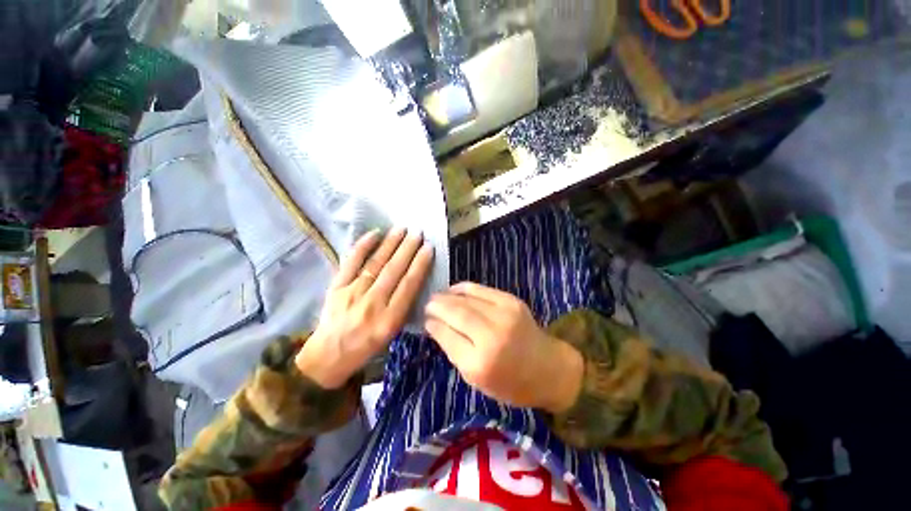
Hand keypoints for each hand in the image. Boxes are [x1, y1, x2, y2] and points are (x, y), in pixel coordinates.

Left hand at [296, 228, 433, 388]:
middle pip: (393, 270)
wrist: (329, 355)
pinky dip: (363, 247)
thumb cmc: (367, 346)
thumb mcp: (393, 332)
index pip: (409, 285)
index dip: (420, 264)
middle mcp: (372, 303)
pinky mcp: (336, 287)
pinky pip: (351, 262)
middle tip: (417, 233)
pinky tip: (374, 234)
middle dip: (408, 249)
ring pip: (375, 263)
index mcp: (389, 319)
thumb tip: (415, 277)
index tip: (428, 248)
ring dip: (390, 244)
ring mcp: (352, 293)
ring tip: (401, 229)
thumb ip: (404, 306)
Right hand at [425, 282, 582, 413]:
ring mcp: (503, 314)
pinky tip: (454, 290)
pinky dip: (463, 288)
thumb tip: (434, 325)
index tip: (424, 319)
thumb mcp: (475, 379)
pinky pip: (480, 289)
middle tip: (427, 304)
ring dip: (447, 296)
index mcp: (480, 363)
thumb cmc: (510, 383)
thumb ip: (453, 350)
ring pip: (466, 298)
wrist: (548, 368)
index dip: (432, 324)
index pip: (447, 335)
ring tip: (437, 296)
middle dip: (436, 305)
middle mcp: (491, 336)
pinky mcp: (511, 301)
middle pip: (455, 312)